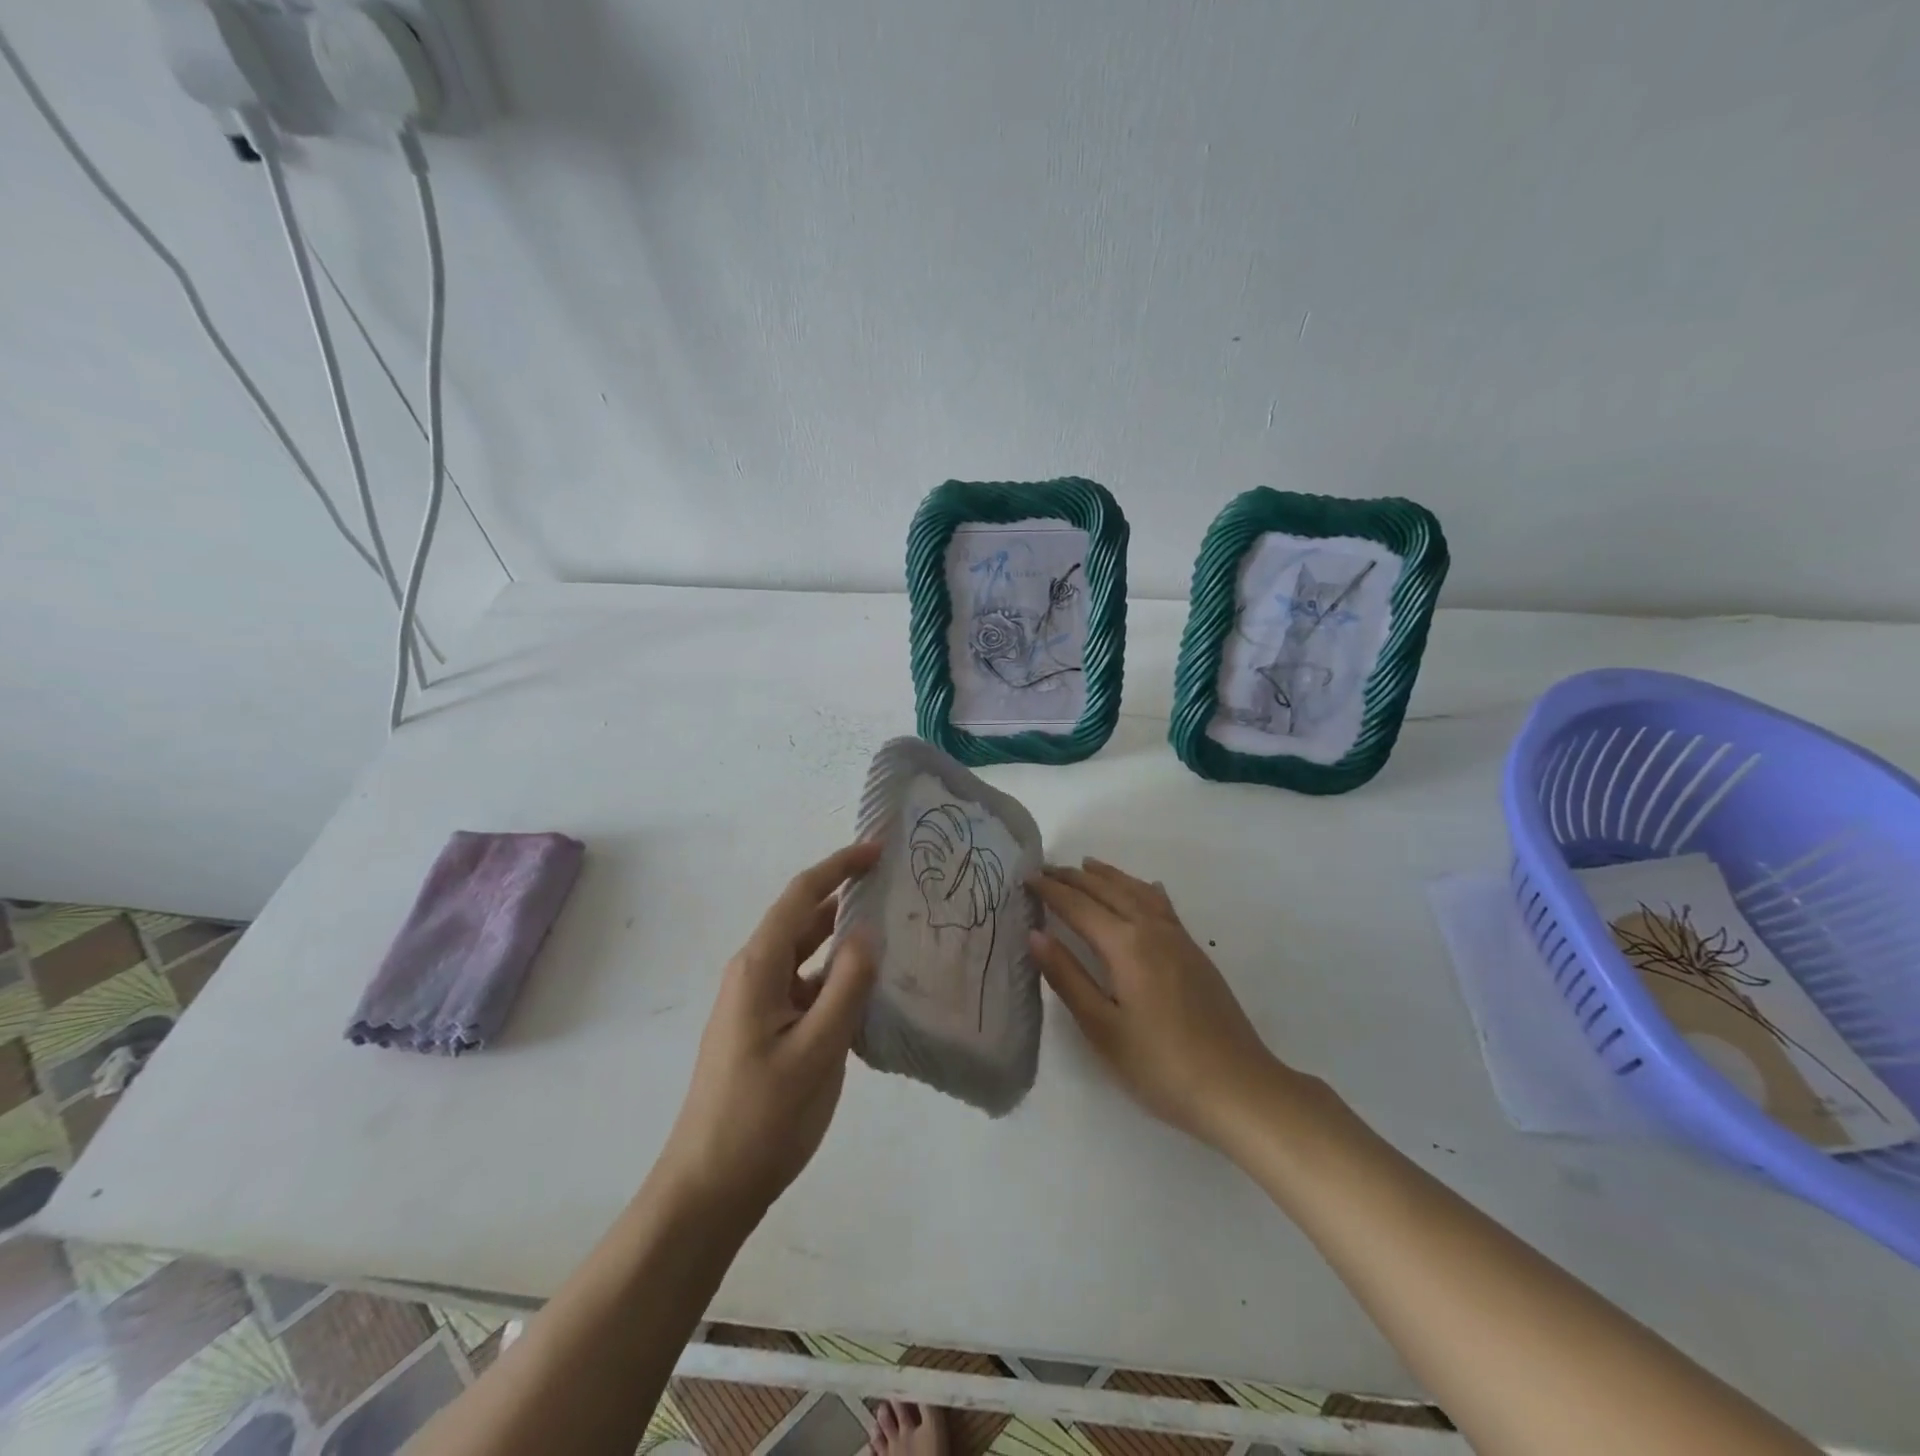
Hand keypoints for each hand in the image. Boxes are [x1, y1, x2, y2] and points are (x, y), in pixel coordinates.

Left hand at [657, 841, 880, 1220]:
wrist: (709, 1189)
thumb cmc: (761, 1118)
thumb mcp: (816, 1052)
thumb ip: (846, 987)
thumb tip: (868, 930)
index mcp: (759, 967)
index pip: (801, 896)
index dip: (839, 866)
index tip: (879, 849)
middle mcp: (755, 974)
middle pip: (804, 919)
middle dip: (846, 896)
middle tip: (897, 886)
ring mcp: (760, 1003)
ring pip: (808, 955)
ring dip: (844, 939)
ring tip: (894, 930)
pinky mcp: (768, 1029)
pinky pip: (808, 987)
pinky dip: (838, 977)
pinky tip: (872, 990)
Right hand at [1029, 857, 1286, 1148]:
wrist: (1239, 1089)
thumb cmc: (1161, 1066)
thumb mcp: (1102, 1028)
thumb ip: (1067, 977)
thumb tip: (1035, 934)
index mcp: (1126, 945)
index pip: (1079, 907)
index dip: (1051, 891)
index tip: (1026, 878)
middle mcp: (1152, 930)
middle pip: (1108, 891)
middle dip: (1074, 878)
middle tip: (1046, 869)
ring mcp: (1179, 939)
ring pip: (1137, 891)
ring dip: (1108, 876)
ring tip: (1086, 866)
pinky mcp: (1195, 953)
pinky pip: (1161, 904)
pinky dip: (1142, 889)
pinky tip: (1145, 888)